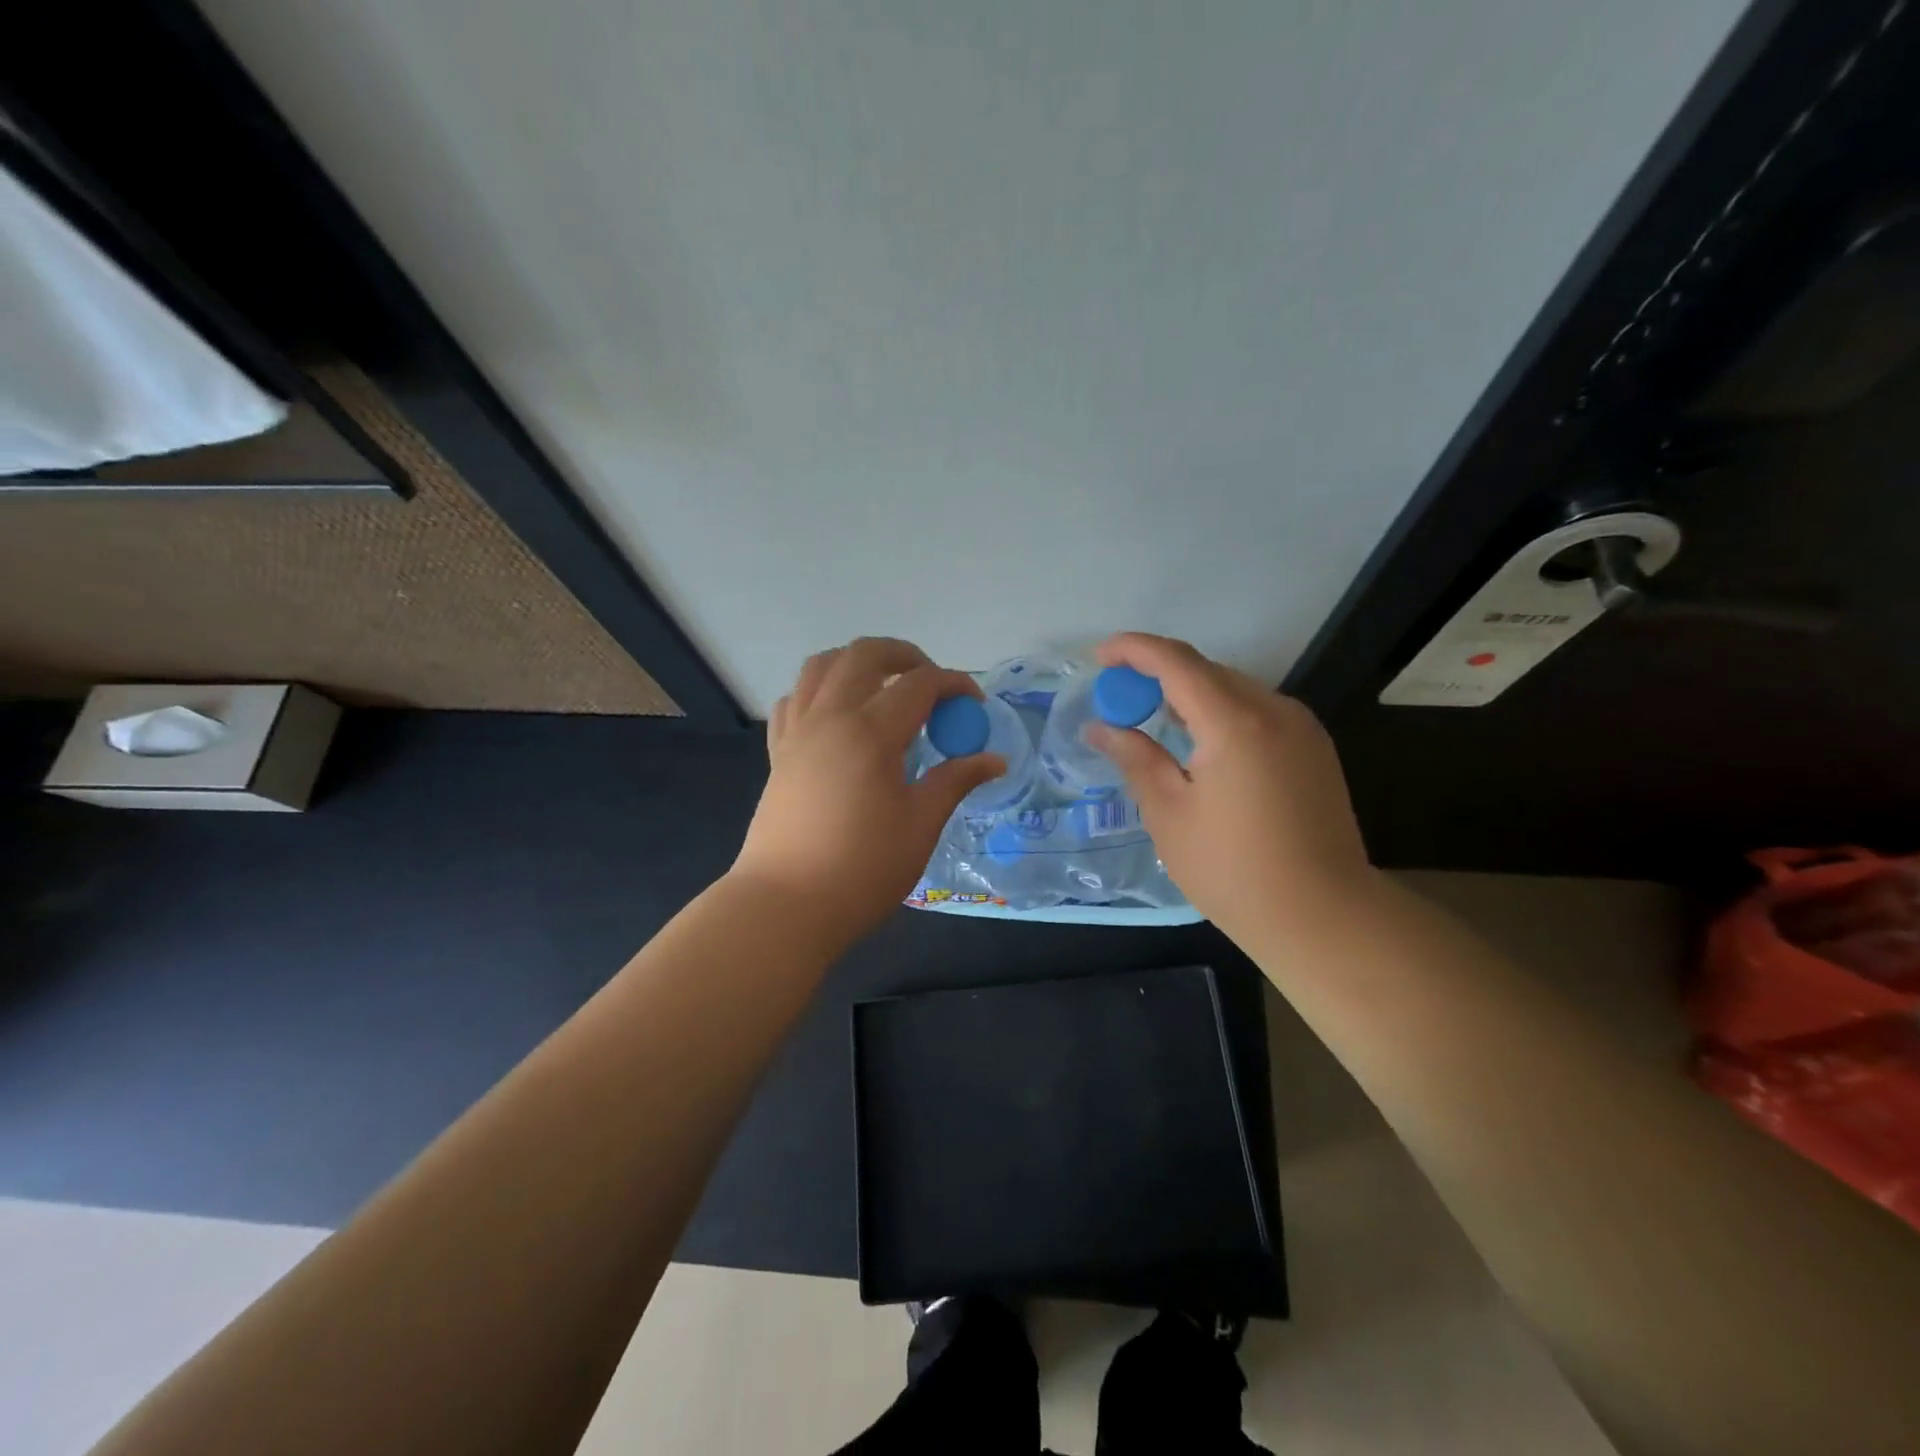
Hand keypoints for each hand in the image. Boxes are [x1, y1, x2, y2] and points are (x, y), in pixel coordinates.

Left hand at [731, 638, 1004, 942]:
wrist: (786, 905)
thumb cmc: (862, 869)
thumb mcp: (921, 825)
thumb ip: (955, 781)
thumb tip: (994, 760)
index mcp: (871, 731)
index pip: (920, 684)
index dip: (954, 684)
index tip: (974, 704)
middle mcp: (830, 717)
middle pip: (865, 654)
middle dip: (905, 655)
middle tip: (931, 682)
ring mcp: (798, 732)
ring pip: (822, 666)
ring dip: (857, 662)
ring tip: (884, 686)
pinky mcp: (779, 753)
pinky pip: (795, 699)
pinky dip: (820, 691)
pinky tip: (838, 717)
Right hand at [1086, 632, 1377, 945]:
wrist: (1323, 916)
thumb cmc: (1233, 870)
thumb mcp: (1170, 814)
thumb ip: (1135, 758)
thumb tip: (1101, 727)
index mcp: (1235, 723)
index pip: (1176, 662)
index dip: (1133, 650)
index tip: (1098, 656)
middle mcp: (1274, 710)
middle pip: (1207, 671)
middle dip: (1158, 674)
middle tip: (1120, 699)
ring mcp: (1301, 728)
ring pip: (1234, 689)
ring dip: (1190, 693)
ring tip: (1154, 720)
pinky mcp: (1314, 749)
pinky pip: (1257, 711)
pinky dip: (1220, 712)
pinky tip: (1201, 744)